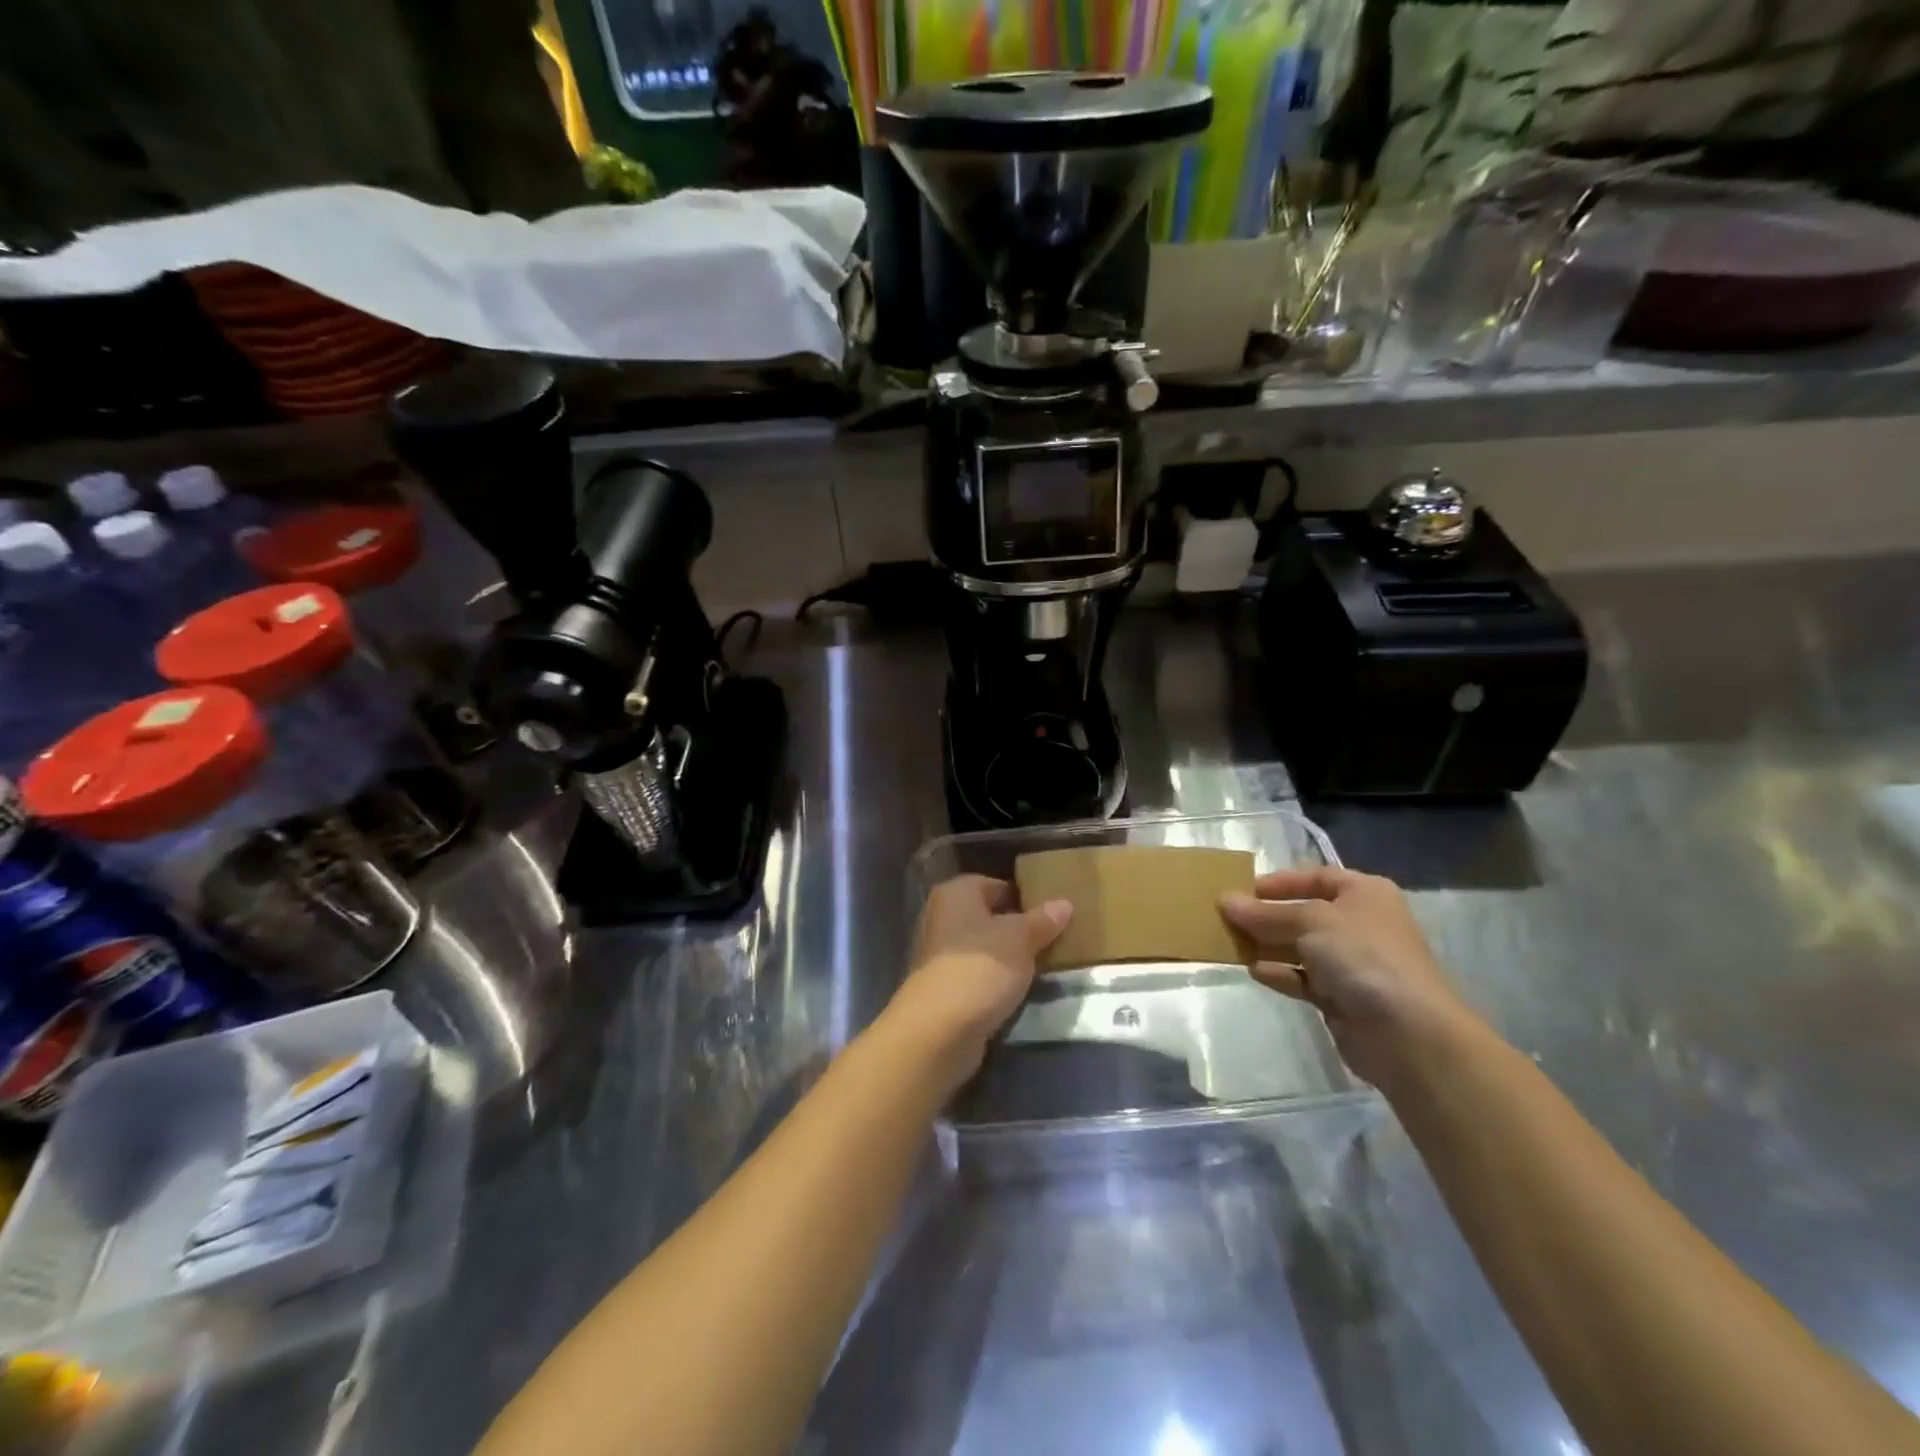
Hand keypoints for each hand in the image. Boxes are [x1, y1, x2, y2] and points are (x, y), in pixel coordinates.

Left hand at [887, 874, 1072, 1084]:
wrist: (939, 1029)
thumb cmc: (980, 968)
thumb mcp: (1020, 939)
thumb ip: (1042, 920)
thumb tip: (1064, 903)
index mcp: (956, 893)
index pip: (995, 885)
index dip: (1024, 897)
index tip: (1053, 914)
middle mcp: (942, 916)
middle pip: (988, 916)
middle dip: (1017, 928)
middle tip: (1053, 939)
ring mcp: (939, 954)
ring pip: (982, 947)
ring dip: (1007, 956)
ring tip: (1041, 966)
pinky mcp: (942, 987)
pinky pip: (976, 973)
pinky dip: (994, 979)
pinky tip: (1017, 990)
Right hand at [1220, 867, 1471, 1086]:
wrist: (1408, 1033)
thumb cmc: (1363, 956)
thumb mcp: (1310, 922)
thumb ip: (1266, 913)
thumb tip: (1225, 900)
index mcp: (1364, 894)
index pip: (1317, 877)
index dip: (1282, 882)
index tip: (1244, 889)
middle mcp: (1360, 924)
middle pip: (1304, 913)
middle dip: (1267, 916)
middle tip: (1226, 918)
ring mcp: (1352, 963)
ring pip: (1300, 948)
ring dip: (1268, 945)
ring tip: (1230, 944)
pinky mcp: (1342, 998)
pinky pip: (1303, 979)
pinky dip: (1280, 974)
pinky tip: (1254, 971)